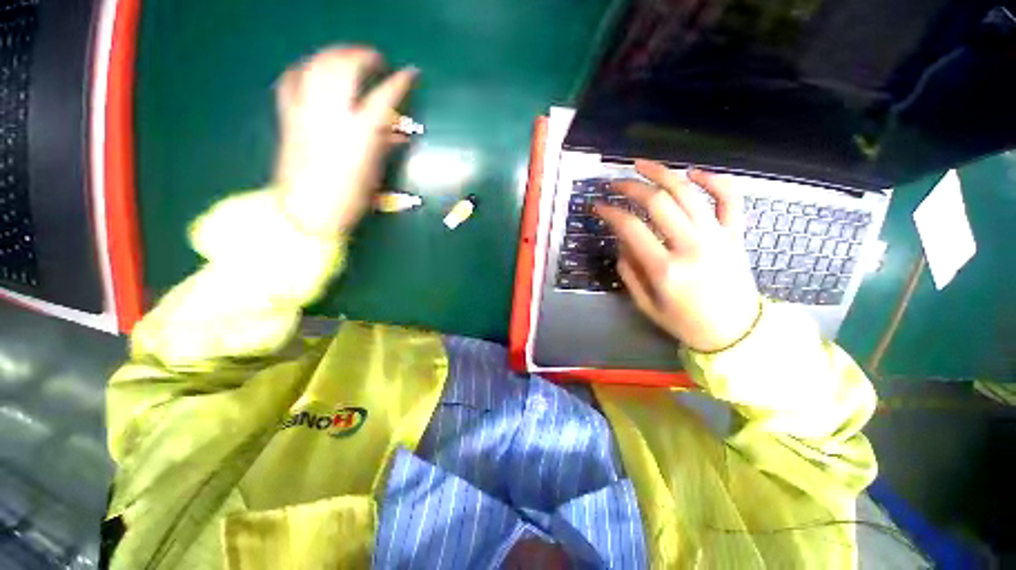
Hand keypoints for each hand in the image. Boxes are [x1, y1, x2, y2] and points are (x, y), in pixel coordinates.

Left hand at [274, 47, 416, 235]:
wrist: (307, 212)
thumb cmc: (349, 199)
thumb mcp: (374, 173)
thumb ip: (384, 146)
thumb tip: (399, 133)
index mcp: (359, 135)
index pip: (384, 98)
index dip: (400, 82)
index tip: (411, 73)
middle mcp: (331, 116)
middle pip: (345, 68)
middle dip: (363, 56)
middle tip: (375, 59)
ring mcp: (306, 112)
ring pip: (317, 66)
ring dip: (335, 54)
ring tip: (347, 55)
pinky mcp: (288, 116)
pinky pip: (292, 80)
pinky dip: (305, 68)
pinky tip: (314, 69)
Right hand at [595, 160, 760, 352]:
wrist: (735, 333)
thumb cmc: (685, 322)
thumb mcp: (646, 304)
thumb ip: (629, 272)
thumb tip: (621, 242)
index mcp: (665, 269)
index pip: (631, 228)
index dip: (610, 212)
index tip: (598, 205)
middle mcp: (692, 246)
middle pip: (658, 202)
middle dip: (631, 187)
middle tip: (614, 183)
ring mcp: (718, 237)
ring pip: (689, 192)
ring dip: (663, 173)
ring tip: (641, 164)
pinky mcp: (736, 234)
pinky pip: (730, 198)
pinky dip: (714, 180)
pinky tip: (694, 172)